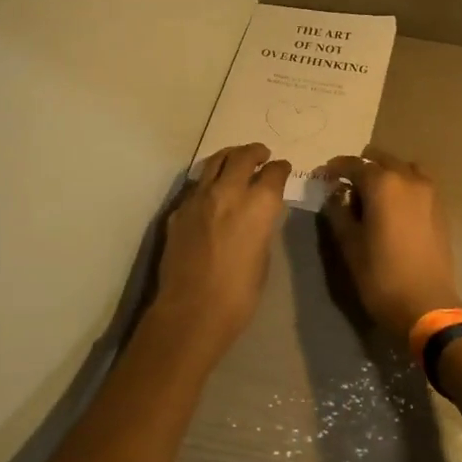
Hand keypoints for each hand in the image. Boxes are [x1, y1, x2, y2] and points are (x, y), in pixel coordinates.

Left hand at [151, 143, 291, 351]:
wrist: (192, 309)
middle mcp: (228, 191)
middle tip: (262, 153)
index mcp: (258, 204)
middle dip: (255, 152)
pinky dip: (209, 181)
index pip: (274, 173)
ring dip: (230, 157)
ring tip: (236, 158)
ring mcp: (198, 198)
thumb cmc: (239, 293)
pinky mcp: (178, 210)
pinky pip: (197, 186)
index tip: (283, 167)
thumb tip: (257, 215)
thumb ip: (261, 226)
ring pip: (215, 162)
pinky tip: (211, 191)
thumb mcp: (263, 255)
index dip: (281, 168)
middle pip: (243, 157)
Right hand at [320, 147, 461, 339]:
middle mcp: (408, 179)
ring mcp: (429, 192)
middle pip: (381, 159)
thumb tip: (336, 194)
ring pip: (403, 167)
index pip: (353, 164)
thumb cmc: (380, 275)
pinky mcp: (440, 208)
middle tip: (344, 185)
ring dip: (385, 173)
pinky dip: (402, 184)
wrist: (426, 304)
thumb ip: (339, 211)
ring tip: (371, 193)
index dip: (334, 168)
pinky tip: (392, 206)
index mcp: (383, 184)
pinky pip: (418, 183)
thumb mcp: (349, 244)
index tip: (321, 176)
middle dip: (360, 167)